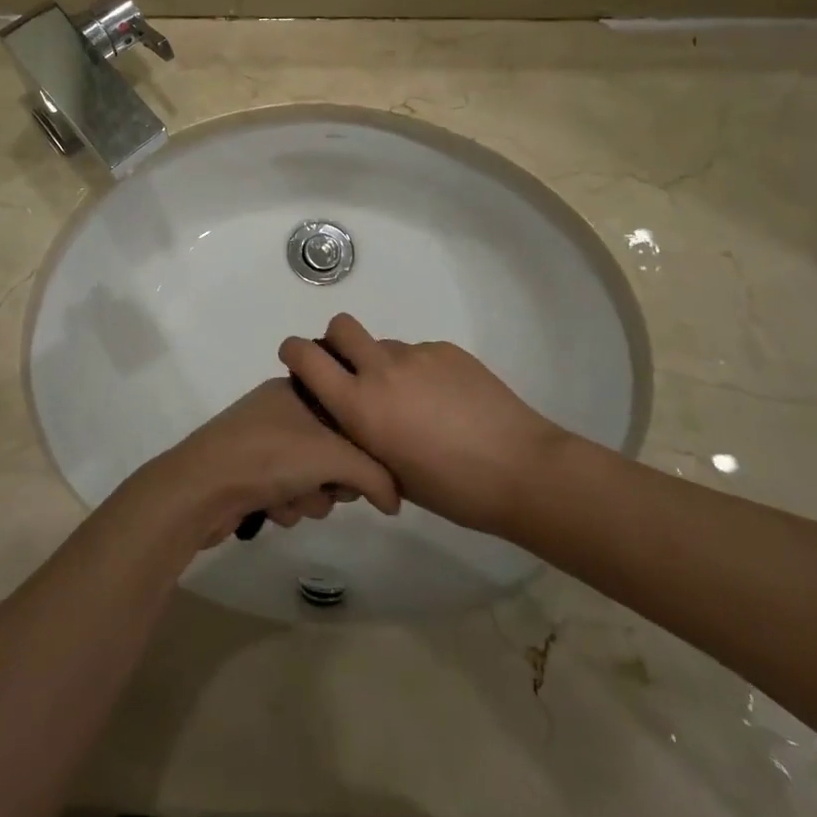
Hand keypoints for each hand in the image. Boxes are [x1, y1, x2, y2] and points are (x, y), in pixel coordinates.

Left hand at [141, 378, 400, 547]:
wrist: (201, 488)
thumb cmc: (270, 456)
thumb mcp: (334, 457)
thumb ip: (376, 475)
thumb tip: (395, 500)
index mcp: (297, 389)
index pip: (347, 412)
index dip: (359, 443)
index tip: (362, 465)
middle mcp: (279, 410)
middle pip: (332, 449)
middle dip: (332, 478)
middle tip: (327, 487)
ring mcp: (261, 442)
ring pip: (310, 477)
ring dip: (307, 497)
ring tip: (290, 500)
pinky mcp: (247, 474)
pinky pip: (286, 492)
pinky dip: (285, 506)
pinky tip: (271, 510)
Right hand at [278, 313, 573, 537]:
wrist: (522, 470)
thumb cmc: (451, 490)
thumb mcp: (389, 473)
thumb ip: (362, 438)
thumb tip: (355, 421)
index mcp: (360, 405)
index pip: (306, 356)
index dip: (294, 352)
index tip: (298, 361)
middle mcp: (381, 370)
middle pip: (341, 326)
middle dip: (337, 341)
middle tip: (354, 372)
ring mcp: (417, 355)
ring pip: (385, 345)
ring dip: (385, 365)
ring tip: (415, 403)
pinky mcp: (447, 350)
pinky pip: (419, 353)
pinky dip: (421, 372)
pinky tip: (447, 403)